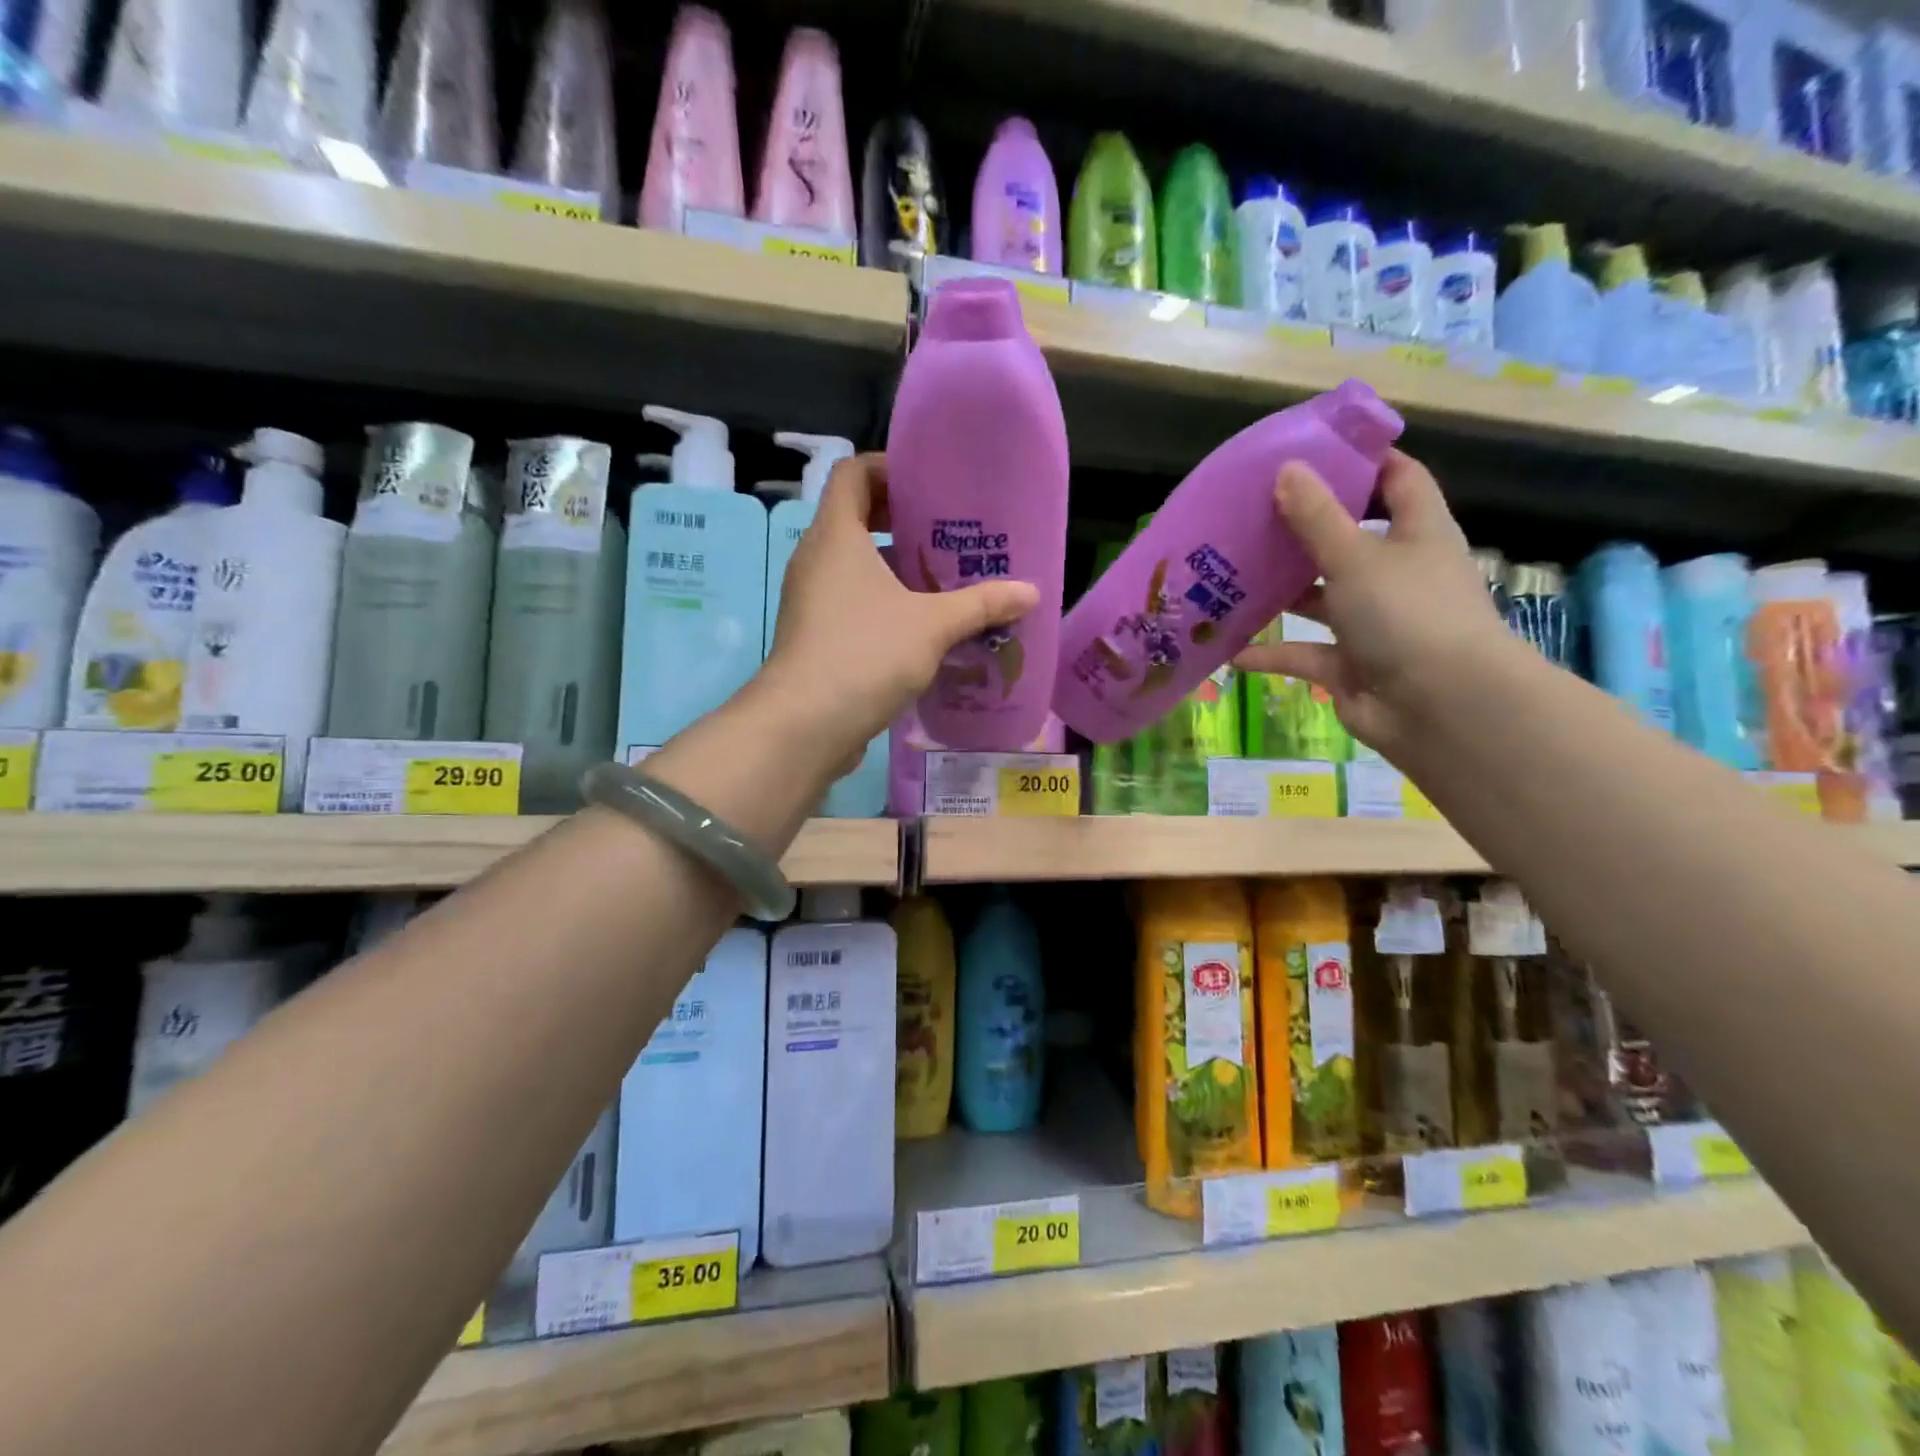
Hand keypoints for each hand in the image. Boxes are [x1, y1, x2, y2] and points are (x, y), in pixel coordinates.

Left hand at [762, 453, 1037, 770]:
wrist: (805, 725)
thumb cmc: (865, 653)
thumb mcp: (933, 625)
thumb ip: (982, 604)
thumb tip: (1031, 592)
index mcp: (836, 535)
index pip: (853, 473)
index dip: (888, 468)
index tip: (930, 485)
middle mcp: (816, 559)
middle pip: (857, 518)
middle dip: (904, 522)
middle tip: (951, 535)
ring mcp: (812, 599)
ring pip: (857, 566)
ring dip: (898, 569)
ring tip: (946, 581)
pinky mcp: (816, 636)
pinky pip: (852, 602)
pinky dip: (885, 603)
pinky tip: (924, 627)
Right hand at [1232, 449, 1515, 757]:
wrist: (1440, 707)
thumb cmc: (1407, 614)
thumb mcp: (1356, 556)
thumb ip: (1316, 517)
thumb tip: (1287, 469)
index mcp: (1416, 533)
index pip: (1397, 480)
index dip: (1363, 463)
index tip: (1313, 452)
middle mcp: (1396, 574)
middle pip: (1348, 540)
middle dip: (1303, 530)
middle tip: (1251, 515)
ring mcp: (1373, 623)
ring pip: (1320, 599)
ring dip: (1281, 593)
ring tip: (1231, 576)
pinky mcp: (1350, 666)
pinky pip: (1304, 654)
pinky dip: (1271, 654)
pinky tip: (1230, 651)